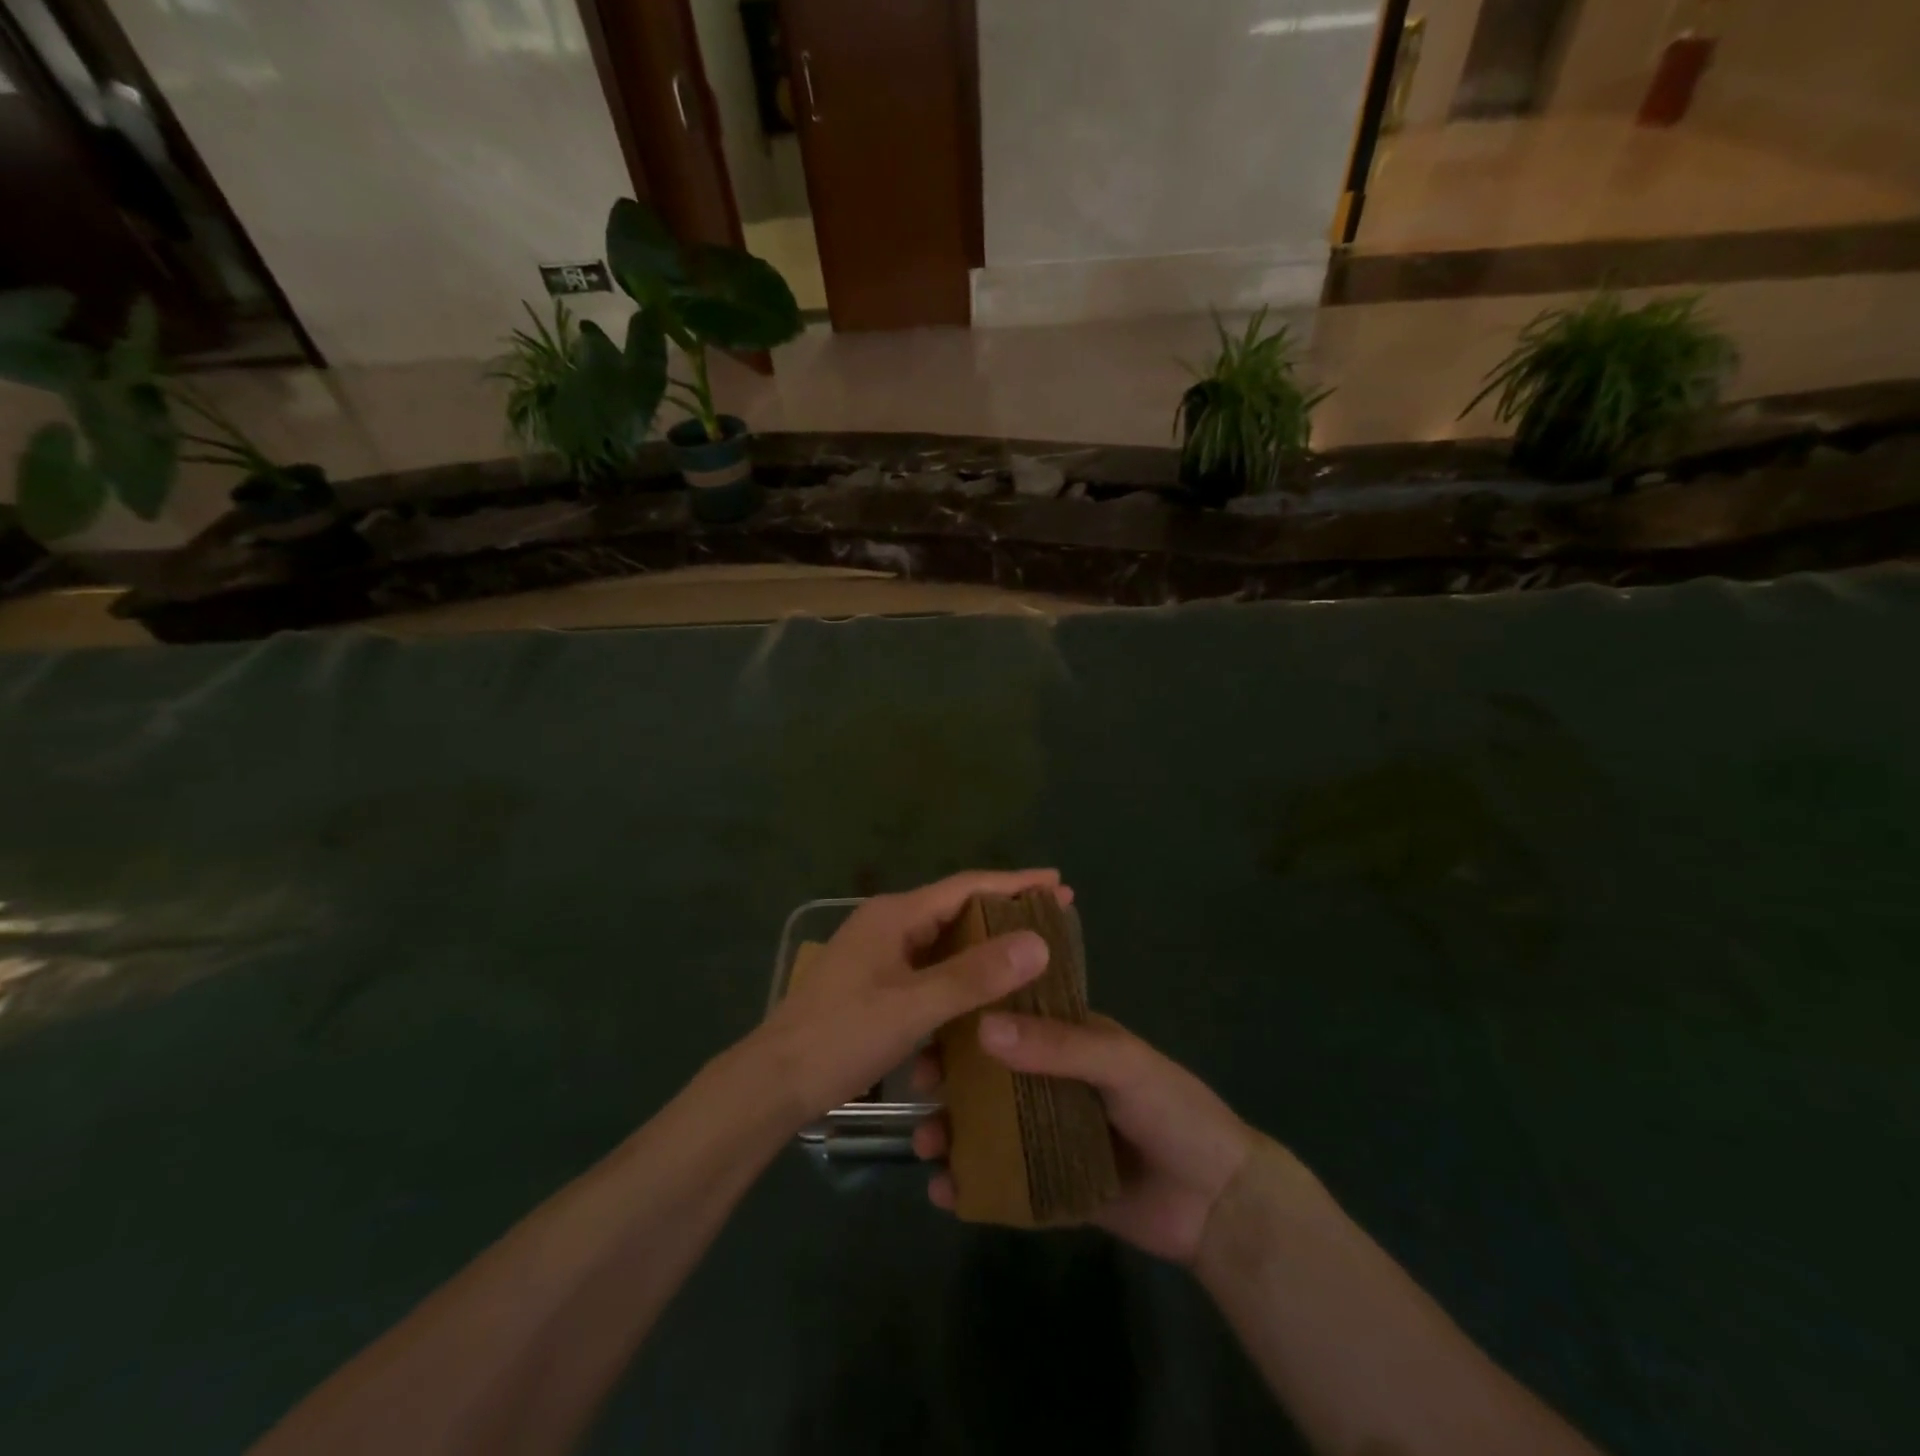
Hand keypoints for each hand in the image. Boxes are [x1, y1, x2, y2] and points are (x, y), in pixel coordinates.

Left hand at [752, 869, 1070, 1126]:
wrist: (772, 1083)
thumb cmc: (841, 1037)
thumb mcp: (913, 1008)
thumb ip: (974, 976)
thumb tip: (1038, 941)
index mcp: (895, 915)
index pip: (967, 887)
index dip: (1016, 884)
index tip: (1061, 884)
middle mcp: (887, 923)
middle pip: (957, 908)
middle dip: (1005, 912)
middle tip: (1055, 919)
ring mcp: (878, 953)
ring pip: (943, 940)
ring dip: (984, 945)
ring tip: (1030, 954)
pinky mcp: (874, 982)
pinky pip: (929, 966)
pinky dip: (960, 973)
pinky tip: (985, 992)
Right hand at [913, 1013, 1256, 1264]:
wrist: (1219, 1203)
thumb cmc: (1173, 1111)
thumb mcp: (1120, 1064)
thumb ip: (1057, 1045)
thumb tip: (983, 1027)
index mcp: (1068, 1040)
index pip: (1009, 1018)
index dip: (967, 1021)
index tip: (928, 1030)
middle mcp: (1053, 1083)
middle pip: (989, 1076)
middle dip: (949, 1081)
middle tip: (918, 1091)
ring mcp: (1051, 1136)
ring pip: (990, 1128)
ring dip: (954, 1132)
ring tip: (926, 1147)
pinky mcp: (1053, 1187)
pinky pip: (1005, 1183)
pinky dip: (974, 1184)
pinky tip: (946, 1192)